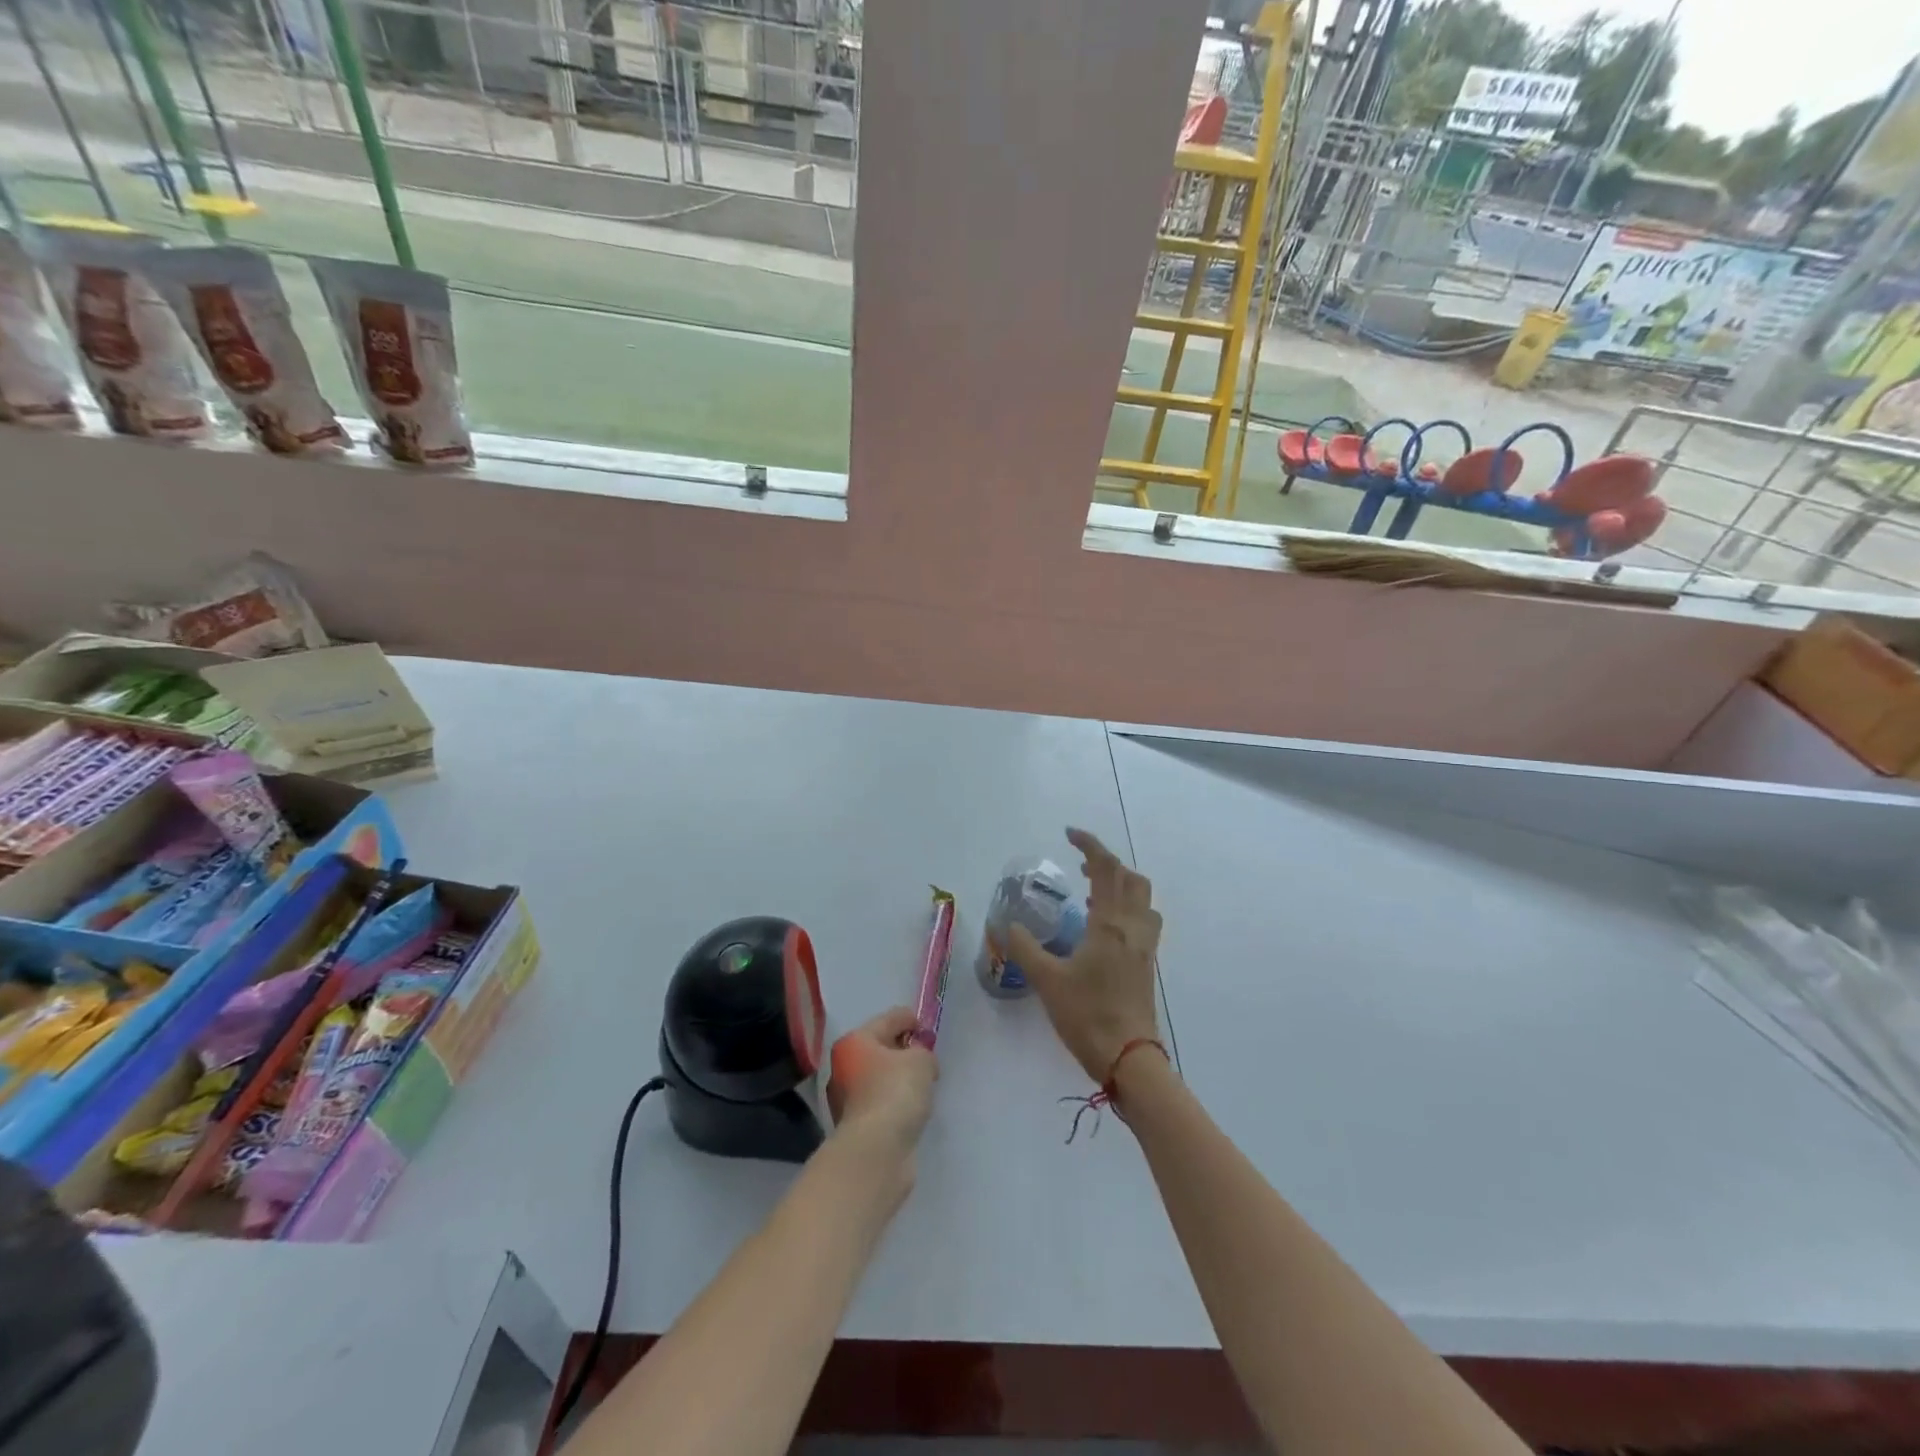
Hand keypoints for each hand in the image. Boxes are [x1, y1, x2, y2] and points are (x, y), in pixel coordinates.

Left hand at [827, 1007, 937, 1165]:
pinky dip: (895, 1102)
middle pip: (880, 1049)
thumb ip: (924, 1052)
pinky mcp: (856, 1126)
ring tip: (923, 1084)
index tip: (928, 1029)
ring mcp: (846, 1098)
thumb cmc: (895, 1093)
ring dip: (899, 1079)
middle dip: (903, 1051)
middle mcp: (844, 1066)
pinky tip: (912, 1108)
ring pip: (879, 1078)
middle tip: (927, 1057)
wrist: (875, 1152)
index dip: (911, 1020)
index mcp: (854, 1041)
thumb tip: (920, 1062)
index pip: (888, 1019)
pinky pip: (881, 1102)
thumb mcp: (921, 1061)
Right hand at [1008, 829, 1161, 1082]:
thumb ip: (1025, 948)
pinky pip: (1142, 919)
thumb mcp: (1047, 980)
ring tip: (1091, 893)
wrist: (1129, 1057)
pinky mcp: (1146, 963)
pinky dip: (1125, 908)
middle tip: (1079, 866)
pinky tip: (1101, 926)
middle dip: (1107, 863)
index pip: (1106, 868)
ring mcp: (1144, 946)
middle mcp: (1132, 927)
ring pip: (1142, 898)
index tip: (1069, 834)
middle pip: (1131, 878)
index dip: (1090, 845)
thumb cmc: (1087, 1015)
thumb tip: (1010, 926)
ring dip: (1120, 885)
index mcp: (1110, 923)